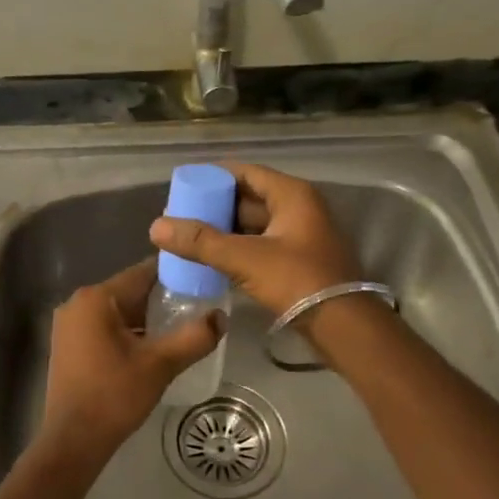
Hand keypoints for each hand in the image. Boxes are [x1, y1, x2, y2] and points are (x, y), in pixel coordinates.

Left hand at [30, 259, 222, 483]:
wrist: (72, 441)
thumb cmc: (114, 396)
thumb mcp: (160, 365)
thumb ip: (194, 337)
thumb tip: (221, 317)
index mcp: (96, 298)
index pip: (143, 273)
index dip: (175, 276)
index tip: (202, 282)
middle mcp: (78, 303)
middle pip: (130, 291)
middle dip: (162, 299)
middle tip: (197, 308)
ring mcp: (69, 325)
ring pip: (118, 311)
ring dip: (146, 318)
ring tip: (180, 328)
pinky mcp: (68, 345)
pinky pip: (105, 326)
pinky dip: (128, 331)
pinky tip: (151, 347)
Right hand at [148, 162, 360, 316]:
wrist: (342, 325)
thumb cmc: (297, 280)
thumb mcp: (244, 258)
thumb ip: (200, 242)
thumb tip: (156, 226)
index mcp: (292, 195)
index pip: (246, 172)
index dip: (213, 177)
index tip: (183, 187)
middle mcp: (299, 208)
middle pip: (249, 198)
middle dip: (215, 206)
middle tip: (181, 216)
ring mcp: (301, 235)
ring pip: (254, 224)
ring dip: (225, 230)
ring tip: (190, 239)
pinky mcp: (299, 261)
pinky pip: (261, 245)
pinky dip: (238, 248)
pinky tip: (213, 260)